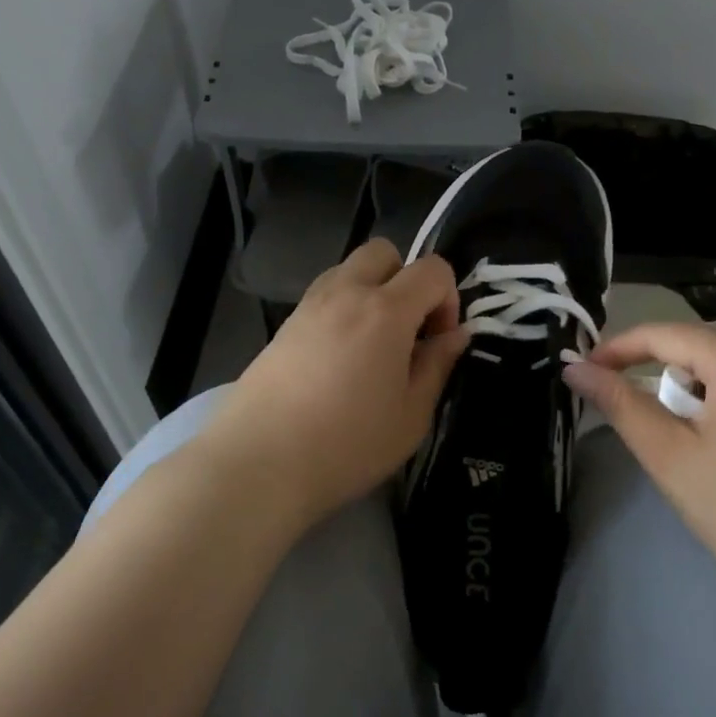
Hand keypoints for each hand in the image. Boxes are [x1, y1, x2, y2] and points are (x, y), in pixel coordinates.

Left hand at [200, 239, 468, 527]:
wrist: (259, 464)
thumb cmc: (348, 445)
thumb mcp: (412, 415)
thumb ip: (437, 365)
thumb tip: (456, 335)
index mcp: (386, 310)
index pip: (432, 269)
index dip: (448, 299)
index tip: (439, 342)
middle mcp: (345, 293)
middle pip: (384, 252)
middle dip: (406, 279)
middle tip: (408, 331)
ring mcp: (308, 306)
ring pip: (349, 269)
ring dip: (372, 291)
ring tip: (373, 347)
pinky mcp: (283, 326)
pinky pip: (324, 296)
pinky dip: (342, 310)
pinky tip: (340, 360)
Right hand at [561, 324, 715, 610]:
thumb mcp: (667, 454)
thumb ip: (620, 403)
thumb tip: (576, 369)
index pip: (666, 334)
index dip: (620, 348)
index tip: (587, 371)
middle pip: (701, 349)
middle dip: (659, 371)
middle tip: (634, 412)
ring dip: (694, 390)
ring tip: (680, 436)